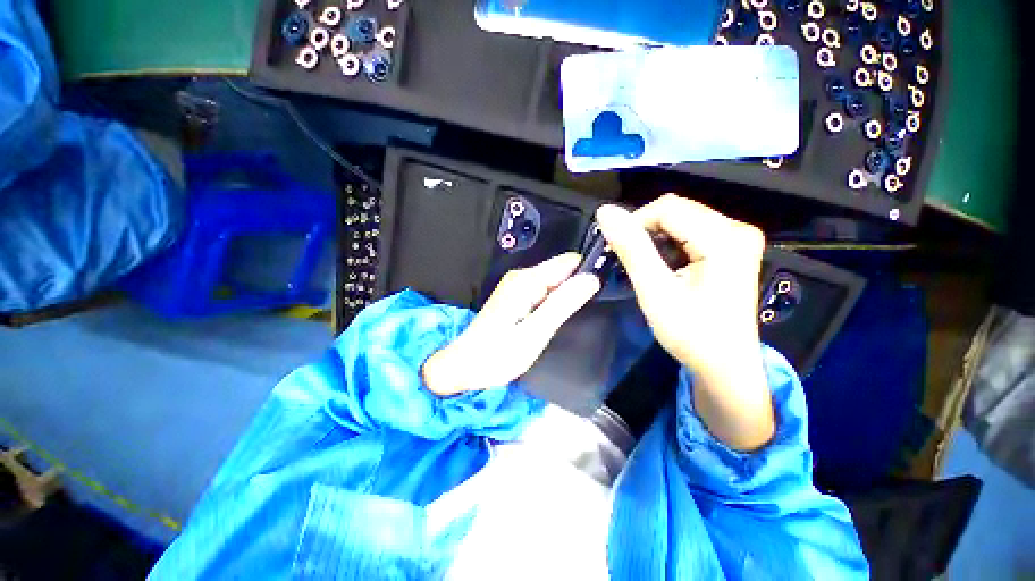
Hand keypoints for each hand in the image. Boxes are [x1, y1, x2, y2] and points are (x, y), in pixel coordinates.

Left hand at [422, 253, 600, 396]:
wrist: (464, 366)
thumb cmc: (498, 355)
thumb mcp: (535, 332)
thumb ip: (563, 304)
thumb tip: (592, 279)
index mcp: (527, 281)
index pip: (568, 262)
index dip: (589, 271)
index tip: (605, 287)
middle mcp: (521, 277)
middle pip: (562, 270)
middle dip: (579, 285)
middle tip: (591, 307)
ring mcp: (517, 286)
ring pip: (554, 281)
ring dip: (568, 294)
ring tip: (577, 313)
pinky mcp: (516, 296)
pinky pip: (544, 291)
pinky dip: (555, 301)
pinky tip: (559, 316)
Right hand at [595, 195, 773, 450]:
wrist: (725, 366)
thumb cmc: (691, 333)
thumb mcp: (655, 290)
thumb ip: (632, 248)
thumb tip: (606, 212)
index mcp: (725, 239)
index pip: (668, 208)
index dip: (635, 223)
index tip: (617, 249)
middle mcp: (737, 230)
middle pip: (677, 210)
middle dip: (645, 231)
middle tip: (629, 260)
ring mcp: (738, 238)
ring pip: (681, 219)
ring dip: (655, 239)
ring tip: (646, 266)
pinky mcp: (731, 248)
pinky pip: (691, 232)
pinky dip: (669, 244)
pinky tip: (664, 266)